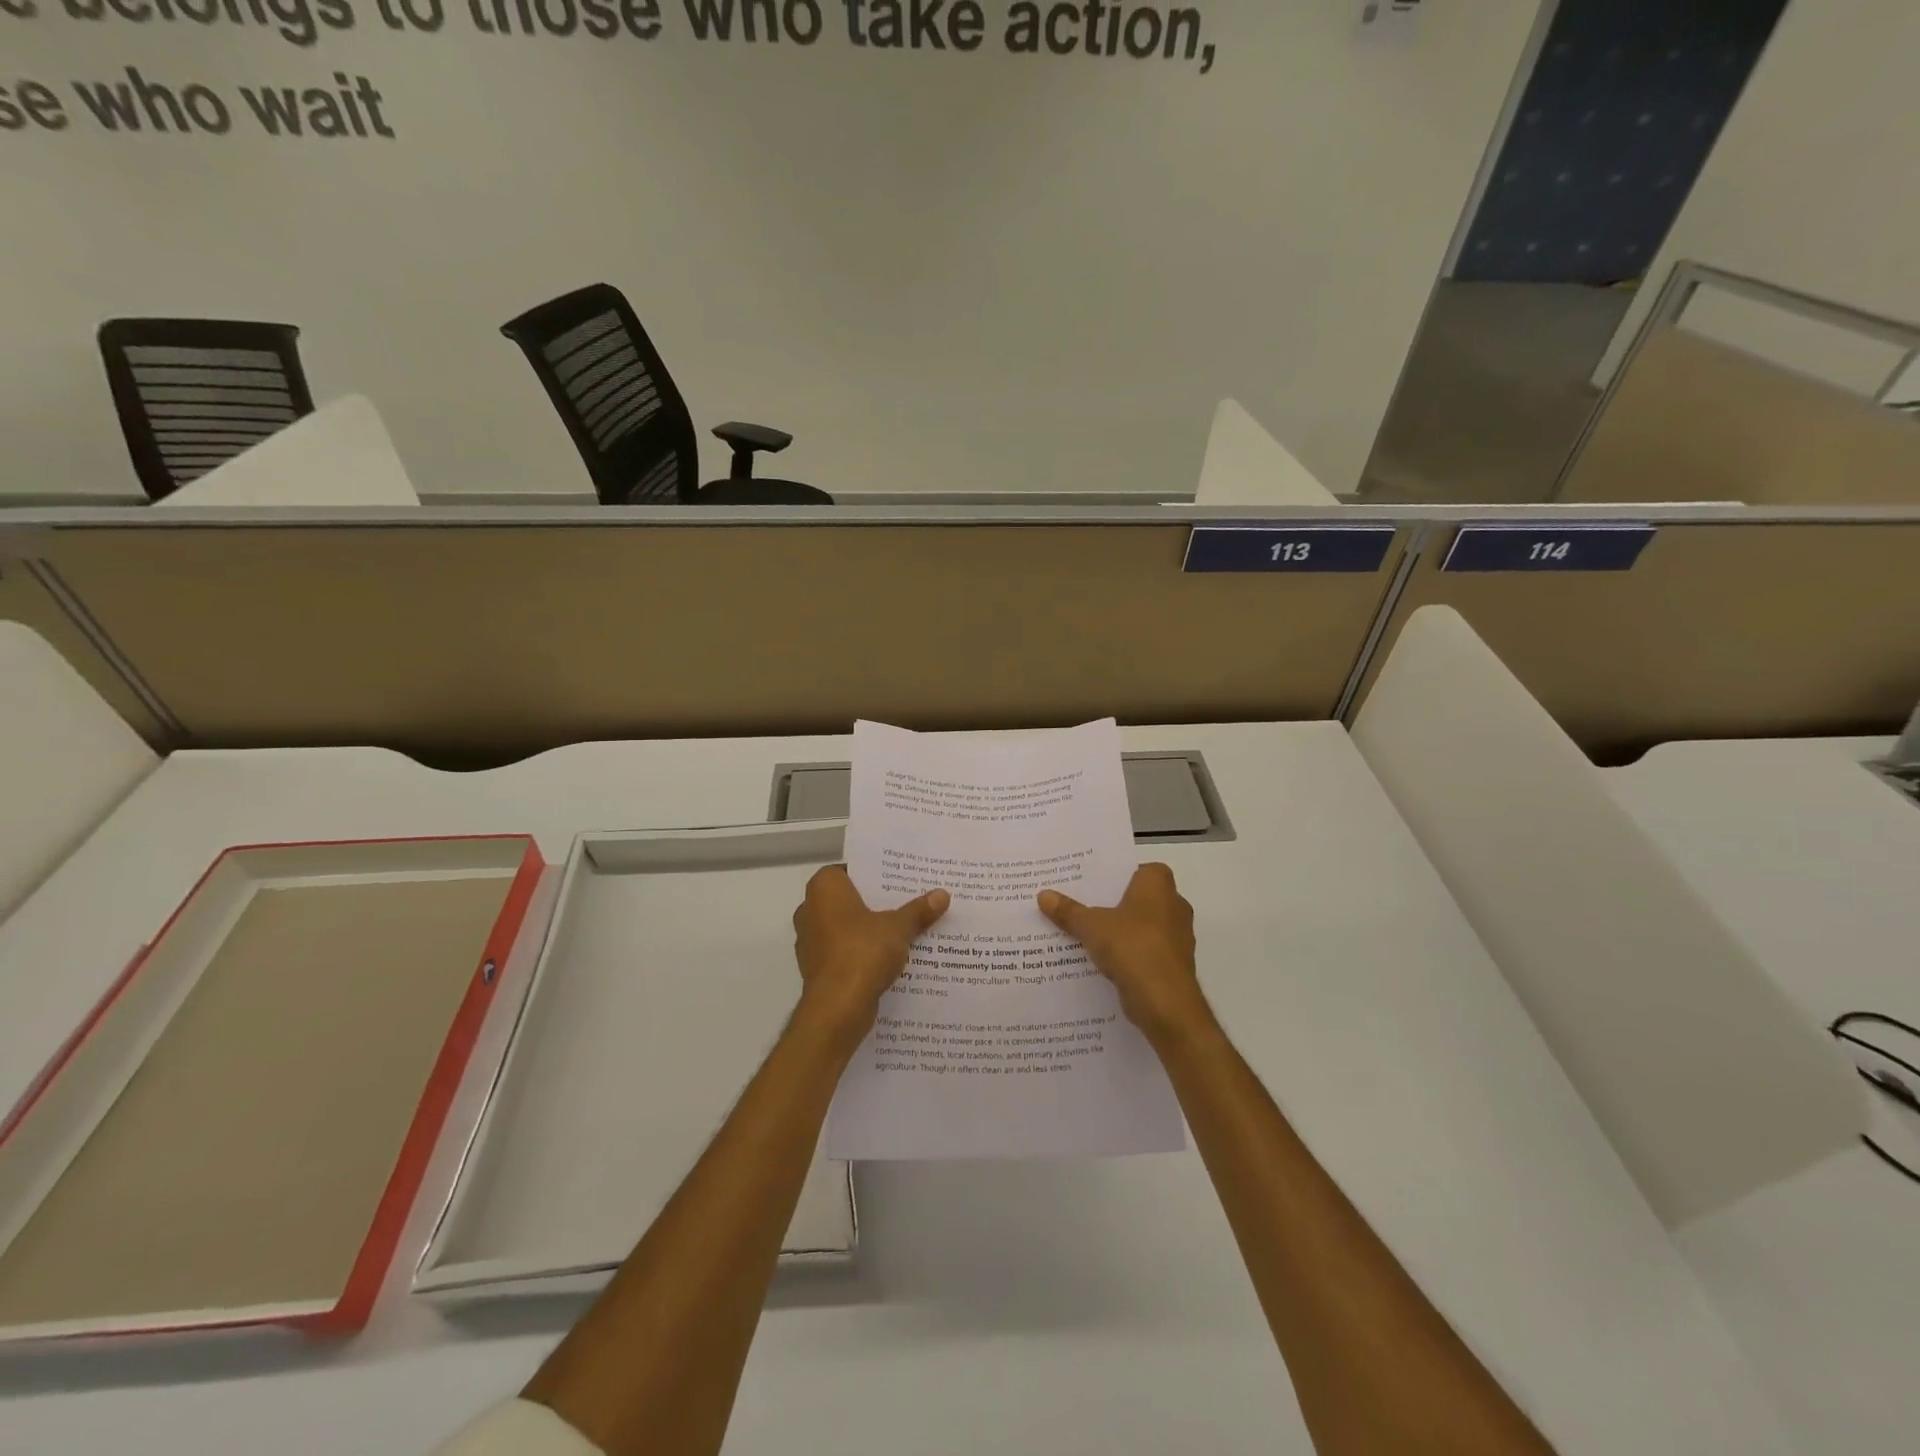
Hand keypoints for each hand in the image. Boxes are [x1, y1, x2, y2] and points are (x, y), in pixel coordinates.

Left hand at [793, 866, 948, 1042]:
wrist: (837, 1008)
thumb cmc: (862, 951)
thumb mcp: (899, 927)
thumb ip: (918, 910)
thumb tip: (943, 894)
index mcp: (824, 888)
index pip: (850, 871)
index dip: (874, 875)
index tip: (898, 881)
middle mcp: (810, 909)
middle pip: (849, 900)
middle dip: (875, 903)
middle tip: (907, 902)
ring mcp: (810, 941)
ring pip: (846, 927)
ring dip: (868, 930)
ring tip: (903, 930)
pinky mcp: (817, 968)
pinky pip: (843, 951)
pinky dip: (861, 953)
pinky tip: (889, 958)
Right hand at [1039, 863, 1207, 1042]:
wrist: (1165, 1001)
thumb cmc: (1132, 946)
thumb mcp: (1091, 926)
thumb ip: (1068, 910)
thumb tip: (1043, 894)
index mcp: (1159, 885)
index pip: (1140, 869)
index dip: (1119, 875)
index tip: (1094, 883)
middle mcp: (1174, 905)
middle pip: (1139, 898)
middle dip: (1115, 904)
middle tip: (1083, 905)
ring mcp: (1177, 936)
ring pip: (1143, 926)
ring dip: (1122, 931)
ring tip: (1087, 934)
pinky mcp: (1174, 964)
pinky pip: (1146, 950)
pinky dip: (1129, 954)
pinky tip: (1103, 961)